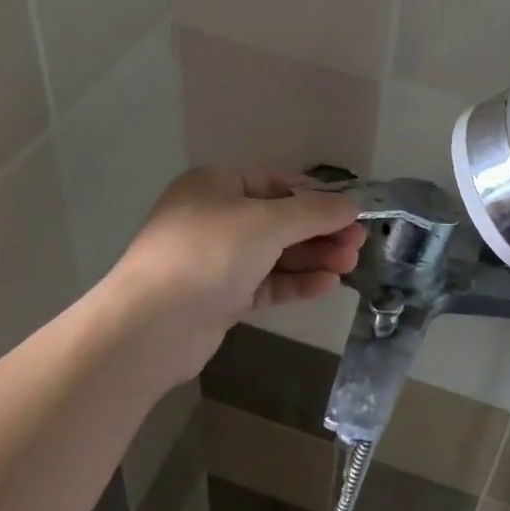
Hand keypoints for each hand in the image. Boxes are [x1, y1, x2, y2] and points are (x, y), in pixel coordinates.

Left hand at [98, 169, 364, 389]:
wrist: (151, 326)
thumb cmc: (208, 254)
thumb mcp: (266, 223)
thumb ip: (313, 212)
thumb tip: (352, 204)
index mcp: (217, 186)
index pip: (277, 183)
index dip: (317, 196)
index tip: (353, 211)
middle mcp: (216, 218)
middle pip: (280, 221)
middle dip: (321, 231)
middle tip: (359, 243)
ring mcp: (217, 260)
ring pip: (276, 254)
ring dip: (313, 257)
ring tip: (350, 264)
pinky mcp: (221, 297)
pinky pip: (267, 282)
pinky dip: (296, 281)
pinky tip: (327, 284)